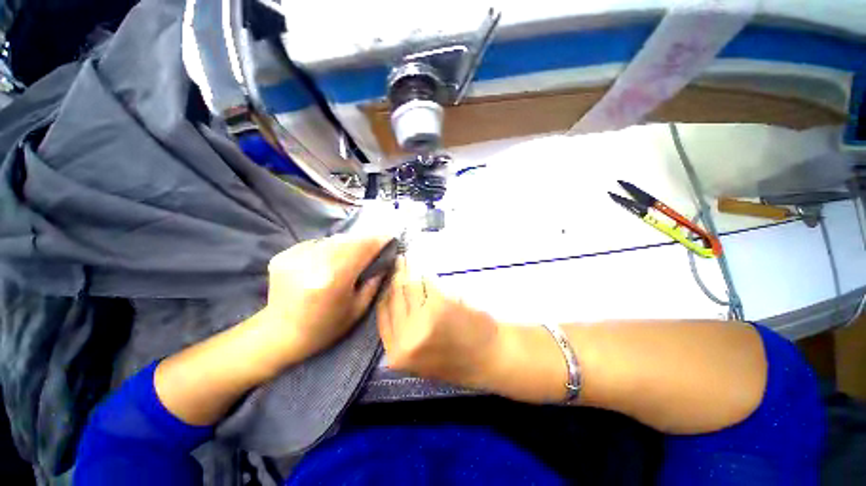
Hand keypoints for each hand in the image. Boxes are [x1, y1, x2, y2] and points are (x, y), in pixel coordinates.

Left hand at [260, 234, 391, 363]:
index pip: (362, 249)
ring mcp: (296, 257)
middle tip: (373, 245)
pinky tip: (328, 260)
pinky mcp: (284, 255)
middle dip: (363, 240)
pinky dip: (327, 248)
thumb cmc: (325, 328)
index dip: (377, 240)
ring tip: (351, 253)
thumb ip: (374, 282)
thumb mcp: (357, 310)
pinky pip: (315, 244)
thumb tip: (384, 261)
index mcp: (334, 279)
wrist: (279, 335)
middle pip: (347, 240)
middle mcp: (314, 263)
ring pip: (331, 240)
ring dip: (346, 243)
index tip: (389, 236)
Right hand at [376, 258, 499, 387]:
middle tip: (396, 262)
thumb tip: (392, 299)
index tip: (387, 279)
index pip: (382, 315)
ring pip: (409, 288)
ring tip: (407, 260)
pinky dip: (426, 276)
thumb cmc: (459, 359)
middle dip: (395, 277)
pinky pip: (428, 284)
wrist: (491, 359)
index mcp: (397, 354)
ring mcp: (422, 321)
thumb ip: (404, 335)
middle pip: (393, 298)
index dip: (385, 293)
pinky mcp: (439, 306)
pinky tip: (424, 270)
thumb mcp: (422, 357)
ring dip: (408, 271)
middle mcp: (405, 338)